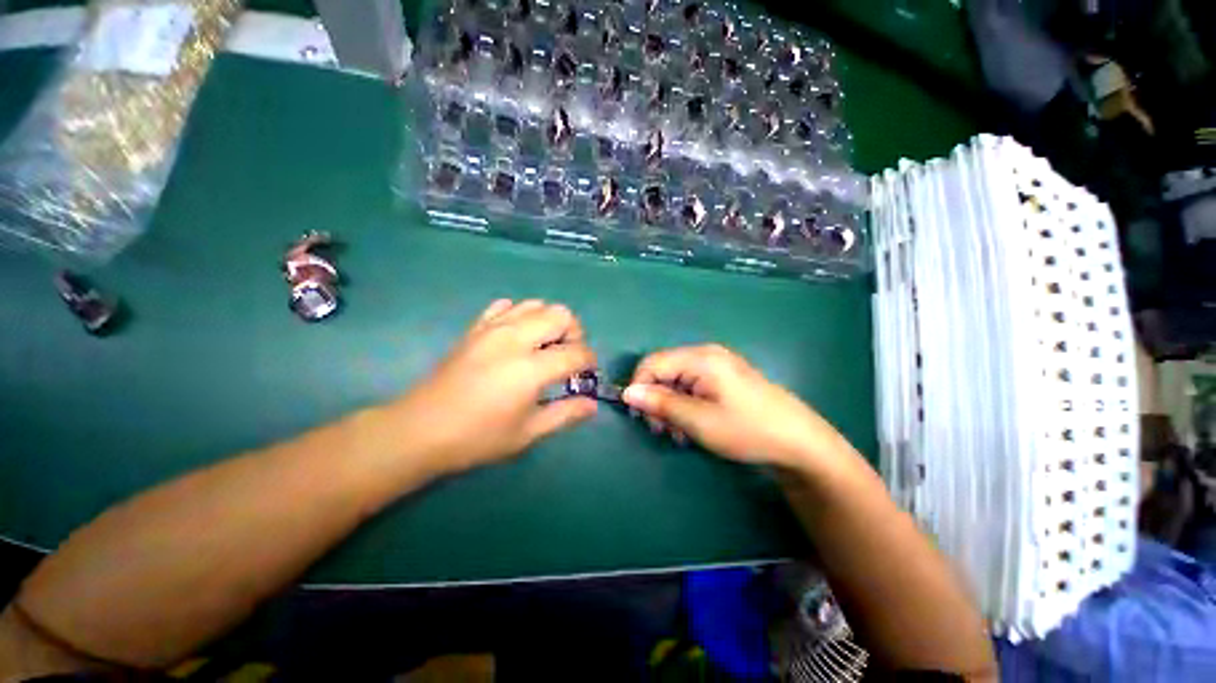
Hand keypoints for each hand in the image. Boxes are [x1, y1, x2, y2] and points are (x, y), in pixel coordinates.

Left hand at [390, 299, 597, 475]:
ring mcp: (493, 329)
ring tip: (544, 346)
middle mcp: (515, 339)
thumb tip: (593, 404)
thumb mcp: (528, 432)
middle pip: (560, 315)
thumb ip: (565, 414)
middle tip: (567, 357)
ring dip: (549, 322)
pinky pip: (506, 306)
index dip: (589, 361)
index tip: (587, 373)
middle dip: (573, 333)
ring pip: (536, 304)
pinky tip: (517, 337)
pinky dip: (520, 315)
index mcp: (530, 369)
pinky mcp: (476, 328)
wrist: (421, 429)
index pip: (576, 352)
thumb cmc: (478, 437)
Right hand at [622, 344, 847, 469]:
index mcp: (700, 358)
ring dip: (670, 405)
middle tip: (661, 430)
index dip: (639, 387)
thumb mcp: (699, 420)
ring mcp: (718, 365)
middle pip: (664, 370)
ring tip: (678, 433)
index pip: (652, 363)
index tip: (640, 416)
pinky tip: (692, 425)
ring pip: (677, 380)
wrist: (799, 441)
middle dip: (656, 399)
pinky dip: (686, 404)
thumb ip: (661, 403)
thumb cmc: (747, 429)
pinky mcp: (725, 377)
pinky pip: (693, 385)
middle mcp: (706, 354)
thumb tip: (627, 393)